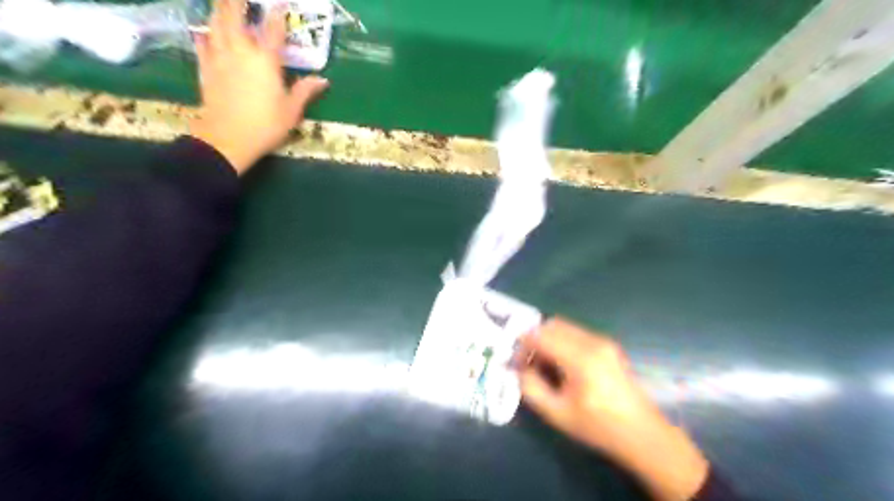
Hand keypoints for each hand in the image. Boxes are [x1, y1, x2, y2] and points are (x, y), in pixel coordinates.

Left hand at [189, 0, 328, 173]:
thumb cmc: (266, 125)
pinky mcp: (206, 70)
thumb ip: (304, 91)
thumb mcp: (292, 111)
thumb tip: (322, 80)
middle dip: (236, 2)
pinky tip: (202, 32)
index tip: (281, 3)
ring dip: (219, 11)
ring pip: (215, 25)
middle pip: (234, 17)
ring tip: (222, 4)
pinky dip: (203, 35)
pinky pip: (202, 45)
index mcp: (266, 61)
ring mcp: (220, 59)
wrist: (228, 139)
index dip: (278, 14)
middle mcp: (241, 53)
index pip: (273, 31)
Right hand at [517, 319, 705, 499]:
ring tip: (546, 366)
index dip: (523, 345)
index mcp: (580, 359)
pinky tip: (563, 366)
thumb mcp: (557, 414)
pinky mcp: (608, 345)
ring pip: (564, 327)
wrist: (642, 433)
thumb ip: (531, 388)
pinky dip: (562, 342)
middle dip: (535, 339)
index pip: (540, 335)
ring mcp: (603, 341)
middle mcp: (592, 342)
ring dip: (548, 340)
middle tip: (529, 363)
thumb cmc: (598, 426)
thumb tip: (518, 368)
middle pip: (552, 325)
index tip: (517, 363)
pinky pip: (576, 333)